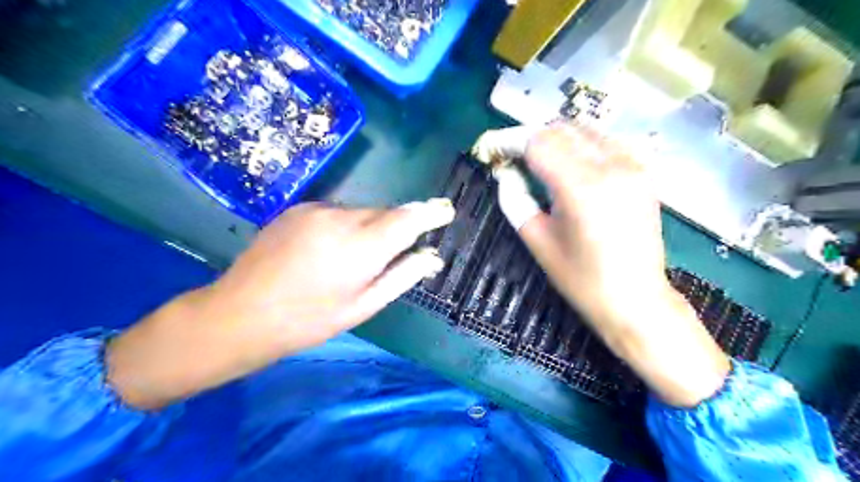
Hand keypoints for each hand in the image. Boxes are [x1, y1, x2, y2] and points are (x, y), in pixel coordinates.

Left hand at [108, 199, 456, 410]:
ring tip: (350, 260)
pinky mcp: (298, 208)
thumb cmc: (309, 320)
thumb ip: (402, 276)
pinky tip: (327, 251)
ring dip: (368, 229)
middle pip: (385, 214)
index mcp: (361, 247)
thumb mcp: (363, 306)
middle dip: (396, 227)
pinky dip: (345, 226)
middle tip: (392, 253)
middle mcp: (341, 218)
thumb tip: (432, 257)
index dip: (430, 212)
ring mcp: (316, 210)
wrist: (240, 313)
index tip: (446, 210)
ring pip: (361, 212)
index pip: (407, 219)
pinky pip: (337, 212)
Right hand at [482, 122, 727, 406]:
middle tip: (514, 156)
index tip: (495, 149)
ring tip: (540, 159)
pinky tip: (573, 163)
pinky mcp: (644, 173)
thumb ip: (515, 199)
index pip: (539, 143)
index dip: (512, 141)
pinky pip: (607, 142)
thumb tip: (505, 173)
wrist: (635, 299)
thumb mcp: (537, 240)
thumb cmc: (580, 278)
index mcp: (580, 188)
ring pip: (586, 131)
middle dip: (532, 138)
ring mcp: (633, 167)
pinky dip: (583, 145)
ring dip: (557, 139)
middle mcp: (610, 167)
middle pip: (562, 130)